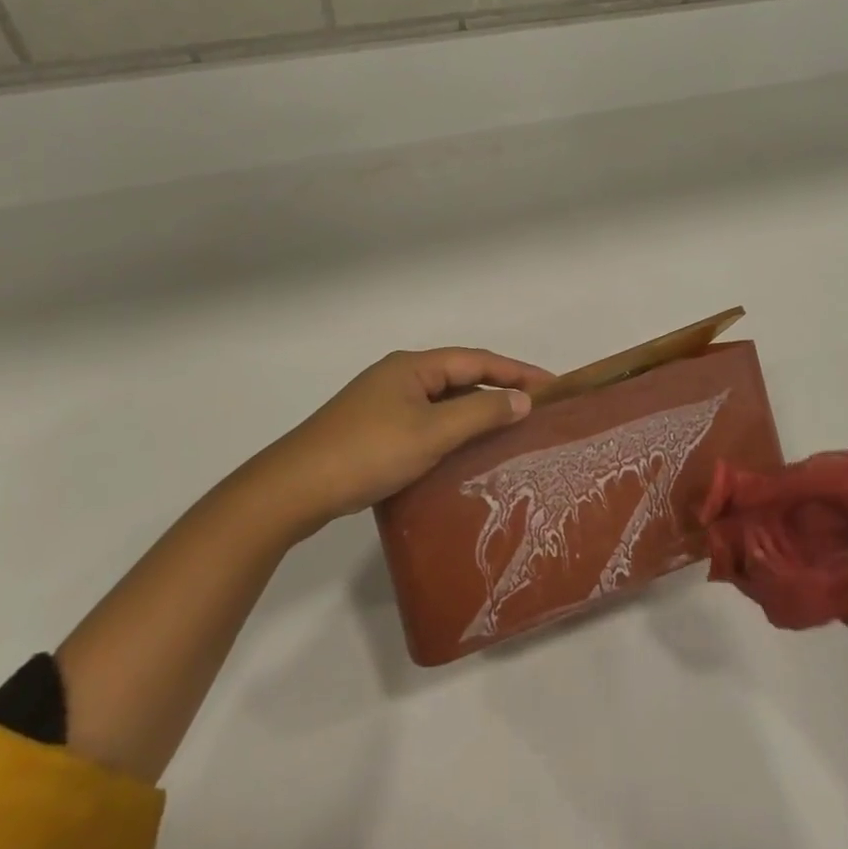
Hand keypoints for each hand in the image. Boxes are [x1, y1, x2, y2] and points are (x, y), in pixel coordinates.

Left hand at [252, 348, 554, 522]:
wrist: (295, 488)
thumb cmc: (368, 452)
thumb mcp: (432, 432)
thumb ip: (480, 413)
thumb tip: (523, 400)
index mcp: (413, 367)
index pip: (477, 360)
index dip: (517, 371)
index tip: (552, 385)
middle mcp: (400, 376)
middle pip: (460, 376)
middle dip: (499, 388)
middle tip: (536, 408)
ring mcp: (384, 403)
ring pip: (442, 401)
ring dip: (476, 410)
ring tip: (510, 428)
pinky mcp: (374, 429)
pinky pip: (426, 420)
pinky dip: (452, 429)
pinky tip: (465, 451)